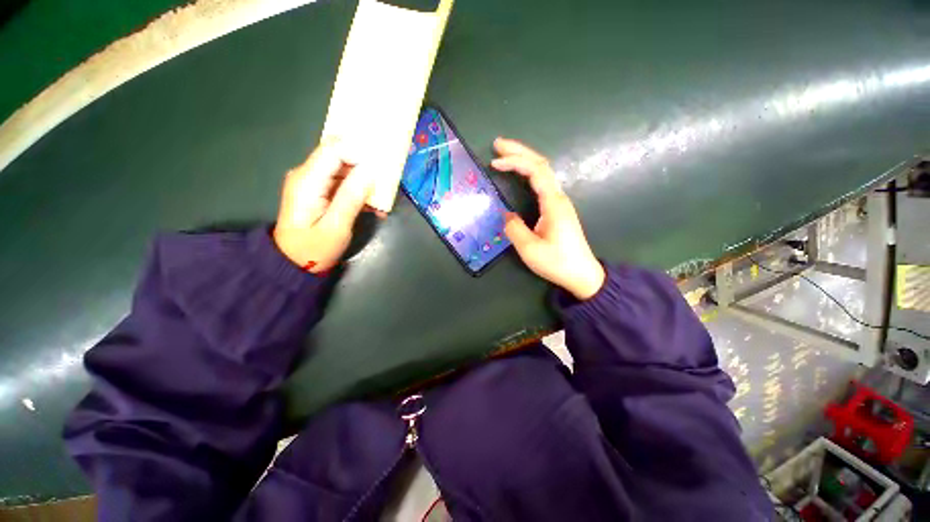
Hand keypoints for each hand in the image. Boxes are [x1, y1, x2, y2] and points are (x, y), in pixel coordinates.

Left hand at [273, 138, 373, 272]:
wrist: (293, 262)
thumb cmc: (314, 249)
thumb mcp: (336, 226)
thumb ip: (351, 197)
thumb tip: (370, 170)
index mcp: (308, 180)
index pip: (334, 149)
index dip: (360, 152)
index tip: (382, 166)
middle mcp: (307, 174)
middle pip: (340, 156)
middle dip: (366, 166)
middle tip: (387, 182)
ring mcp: (312, 182)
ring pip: (344, 169)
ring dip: (365, 181)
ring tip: (381, 200)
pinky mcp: (318, 190)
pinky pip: (342, 181)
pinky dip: (359, 190)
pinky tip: (371, 206)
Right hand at [492, 137, 605, 299]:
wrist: (582, 274)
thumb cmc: (558, 262)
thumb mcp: (530, 249)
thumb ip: (514, 229)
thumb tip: (506, 215)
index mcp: (553, 203)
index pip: (535, 171)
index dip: (515, 162)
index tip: (495, 162)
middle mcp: (558, 197)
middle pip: (540, 164)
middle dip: (519, 152)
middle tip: (497, 144)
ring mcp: (559, 202)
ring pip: (543, 172)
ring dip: (524, 160)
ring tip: (505, 155)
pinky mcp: (557, 209)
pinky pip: (542, 183)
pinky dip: (528, 173)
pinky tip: (519, 174)